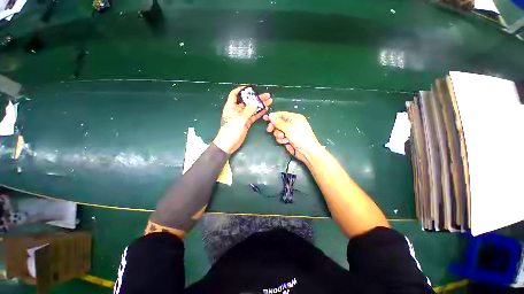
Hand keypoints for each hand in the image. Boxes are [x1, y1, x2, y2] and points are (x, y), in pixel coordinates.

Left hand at [213, 86, 272, 153]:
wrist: (228, 144)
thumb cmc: (231, 130)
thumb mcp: (240, 119)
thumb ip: (248, 110)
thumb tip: (256, 101)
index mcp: (231, 106)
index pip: (235, 94)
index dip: (241, 89)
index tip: (251, 87)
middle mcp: (237, 110)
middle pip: (247, 101)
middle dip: (256, 98)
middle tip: (267, 96)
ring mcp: (242, 117)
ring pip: (252, 109)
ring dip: (260, 105)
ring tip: (269, 101)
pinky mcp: (246, 123)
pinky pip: (253, 116)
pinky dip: (259, 113)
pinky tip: (265, 109)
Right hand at [263, 111, 322, 163]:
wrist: (307, 151)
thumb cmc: (300, 137)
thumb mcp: (288, 128)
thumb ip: (278, 122)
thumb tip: (271, 115)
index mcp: (294, 118)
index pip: (281, 114)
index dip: (273, 116)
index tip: (265, 118)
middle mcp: (292, 124)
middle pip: (278, 123)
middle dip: (275, 127)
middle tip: (270, 130)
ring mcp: (290, 132)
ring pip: (278, 131)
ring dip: (278, 135)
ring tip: (284, 138)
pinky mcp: (288, 139)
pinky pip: (280, 137)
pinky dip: (281, 140)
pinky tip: (286, 142)